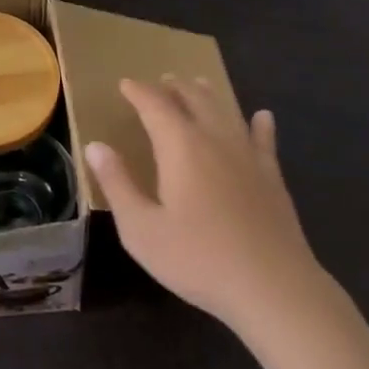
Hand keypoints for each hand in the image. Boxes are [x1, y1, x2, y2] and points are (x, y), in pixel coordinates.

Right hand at [85, 76, 324, 337]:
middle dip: (174, 87)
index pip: (154, 104)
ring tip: (198, 84)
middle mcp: (214, 138)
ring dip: (208, 95)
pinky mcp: (272, 176)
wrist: (273, 287)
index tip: (125, 84)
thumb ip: (117, 184)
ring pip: (225, 111)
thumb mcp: (142, 229)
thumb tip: (95, 146)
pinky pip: (264, 139)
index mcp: (180, 145)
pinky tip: (262, 117)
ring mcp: (247, 155)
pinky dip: (260, 124)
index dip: (138, 91)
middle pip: (192, 98)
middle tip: (161, 81)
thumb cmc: (199, 259)